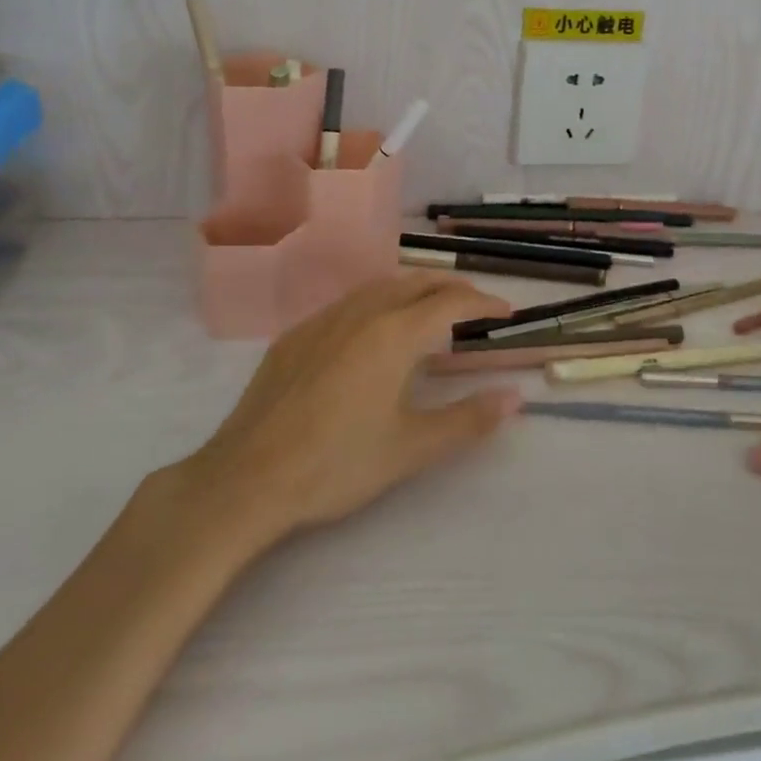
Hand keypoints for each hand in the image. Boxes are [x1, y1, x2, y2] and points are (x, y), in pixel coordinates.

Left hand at [179, 275, 519, 544]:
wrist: (246, 478)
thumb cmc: (337, 463)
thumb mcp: (411, 447)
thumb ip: (467, 419)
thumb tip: (515, 397)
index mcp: (394, 334)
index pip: (451, 301)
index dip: (483, 302)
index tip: (505, 312)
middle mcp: (361, 313)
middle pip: (416, 282)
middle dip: (451, 288)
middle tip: (475, 307)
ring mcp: (323, 320)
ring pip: (380, 286)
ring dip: (414, 290)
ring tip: (431, 311)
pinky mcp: (296, 336)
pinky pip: (349, 303)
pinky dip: (378, 303)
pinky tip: (374, 332)